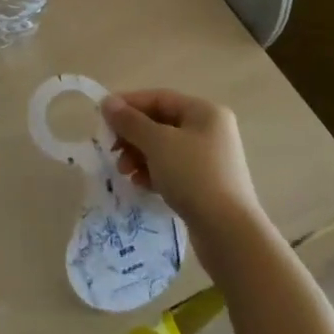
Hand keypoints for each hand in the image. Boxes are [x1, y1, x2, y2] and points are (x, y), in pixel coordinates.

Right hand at [101, 89, 258, 237]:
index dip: (128, 105)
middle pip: (160, 123)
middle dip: (132, 136)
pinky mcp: (207, 185)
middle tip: (112, 150)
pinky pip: (172, 170)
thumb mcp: (157, 143)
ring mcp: (210, 160)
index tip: (103, 118)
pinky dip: (153, 173)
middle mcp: (210, 130)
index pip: (158, 98)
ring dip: (139, 156)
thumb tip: (107, 102)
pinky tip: (140, 185)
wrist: (230, 234)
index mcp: (204, 112)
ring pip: (164, 148)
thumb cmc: (193, 176)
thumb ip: (130, 121)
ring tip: (124, 171)